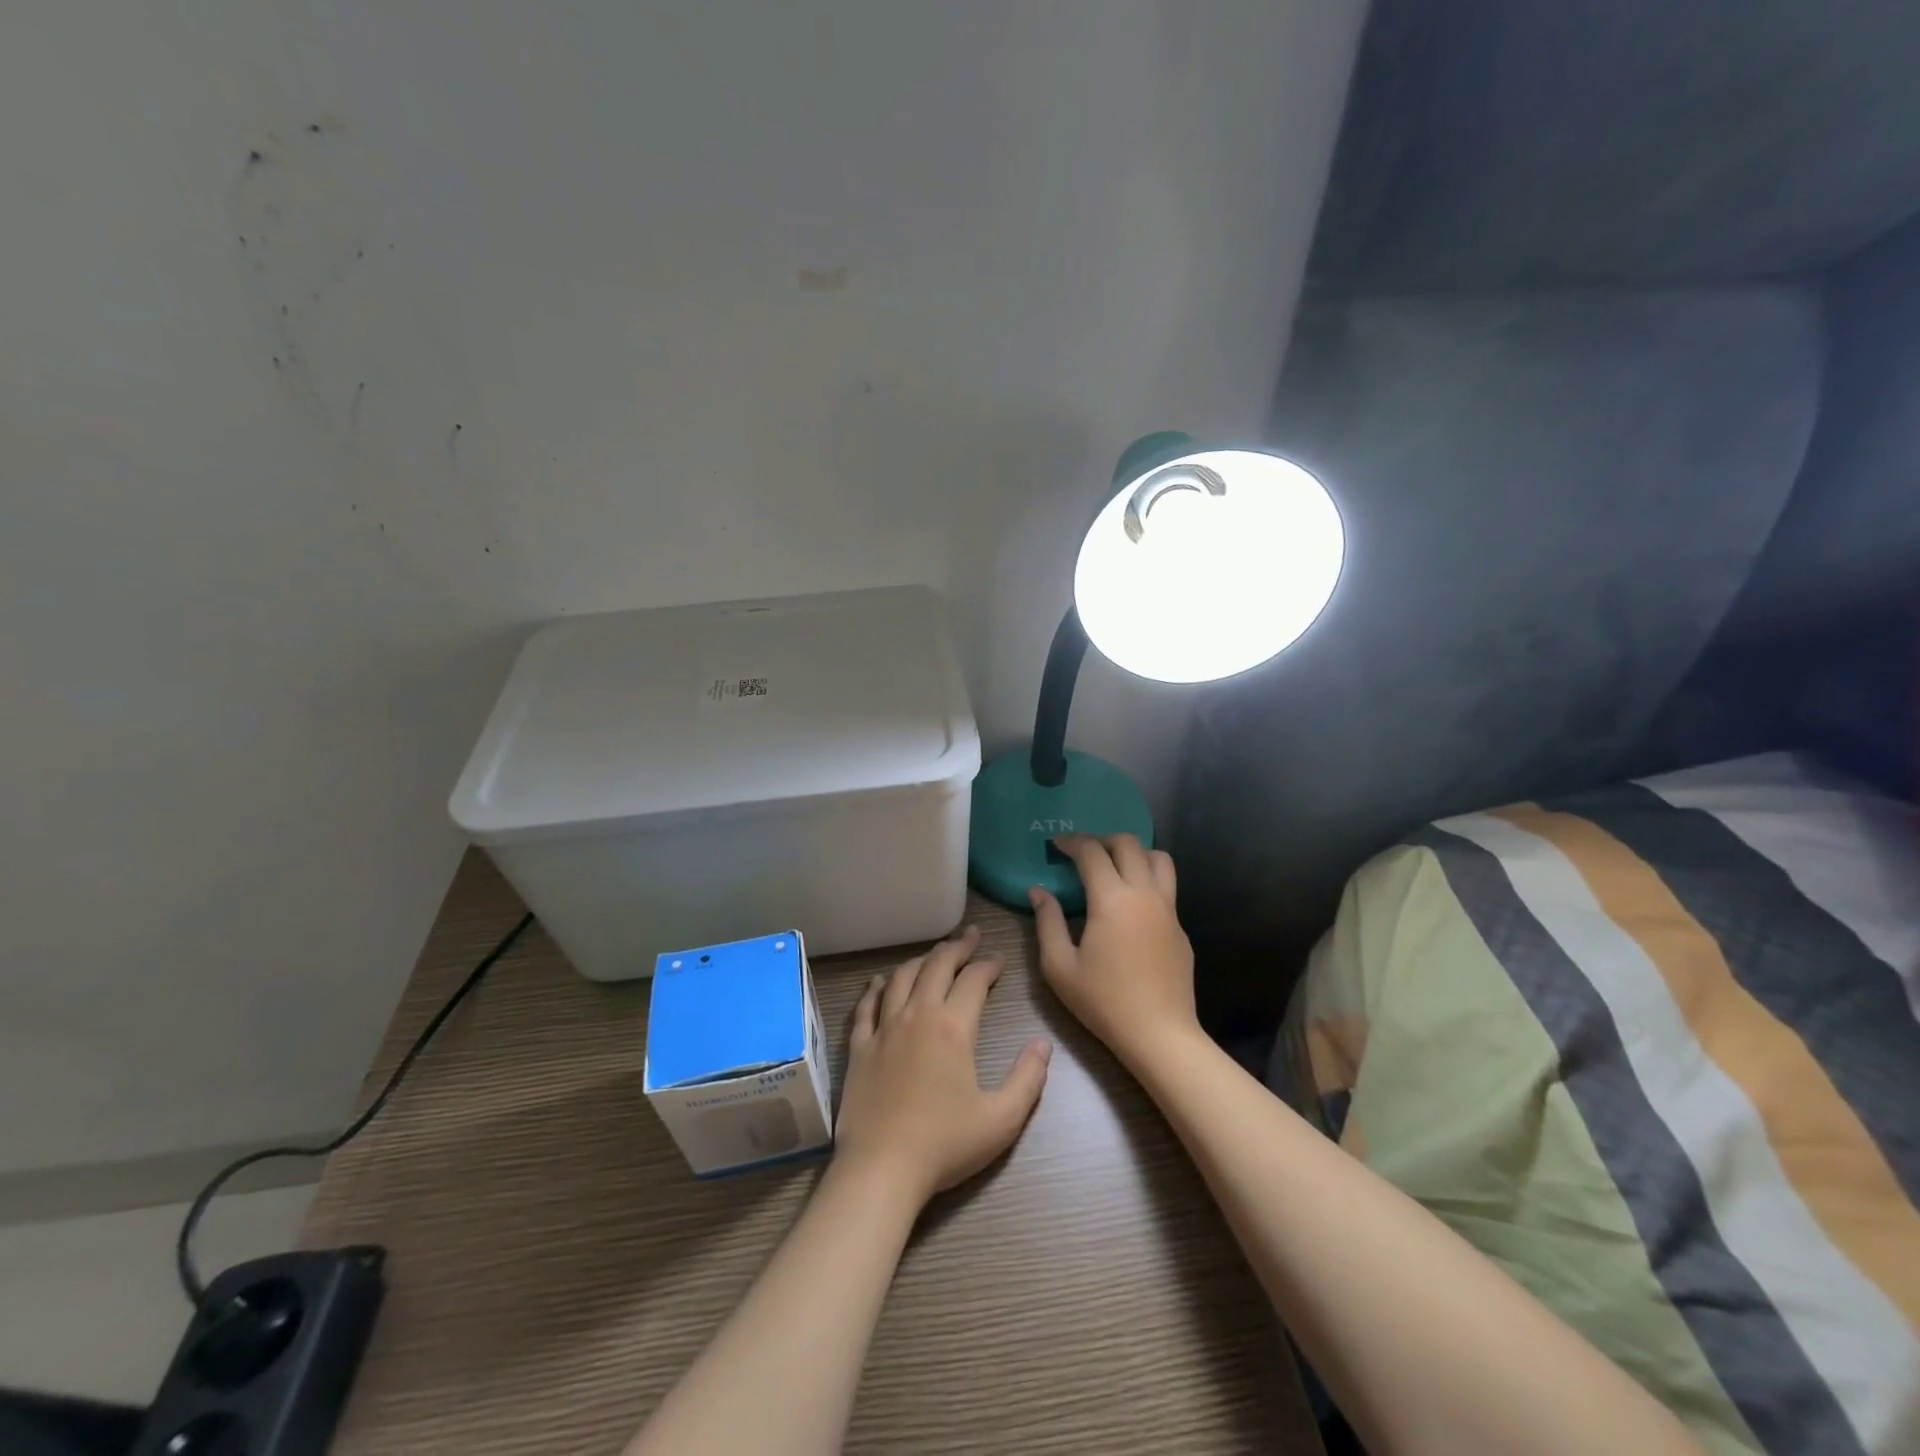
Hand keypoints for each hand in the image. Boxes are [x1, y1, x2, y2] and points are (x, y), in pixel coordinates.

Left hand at [833, 926, 1051, 1208]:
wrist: (881, 1168)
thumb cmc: (945, 1144)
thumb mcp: (1002, 1118)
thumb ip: (1028, 1078)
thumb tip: (1043, 1044)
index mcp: (953, 1026)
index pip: (974, 980)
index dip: (989, 964)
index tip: (999, 959)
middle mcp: (917, 1014)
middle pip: (937, 966)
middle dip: (958, 947)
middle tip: (971, 936)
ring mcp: (884, 1028)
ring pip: (903, 977)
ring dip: (922, 960)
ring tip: (935, 954)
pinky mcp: (860, 1046)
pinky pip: (867, 1005)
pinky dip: (877, 987)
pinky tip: (882, 981)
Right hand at [1030, 834, 1199, 1070]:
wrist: (1160, 1034)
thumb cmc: (1104, 1002)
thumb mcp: (1060, 966)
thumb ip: (1047, 923)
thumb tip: (1039, 892)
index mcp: (1112, 899)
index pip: (1092, 852)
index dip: (1071, 842)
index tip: (1056, 845)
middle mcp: (1144, 894)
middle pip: (1128, 844)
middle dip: (1102, 839)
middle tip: (1082, 852)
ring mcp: (1168, 910)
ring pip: (1158, 859)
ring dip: (1134, 853)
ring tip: (1113, 867)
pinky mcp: (1181, 928)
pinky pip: (1166, 888)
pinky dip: (1147, 881)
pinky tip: (1130, 907)